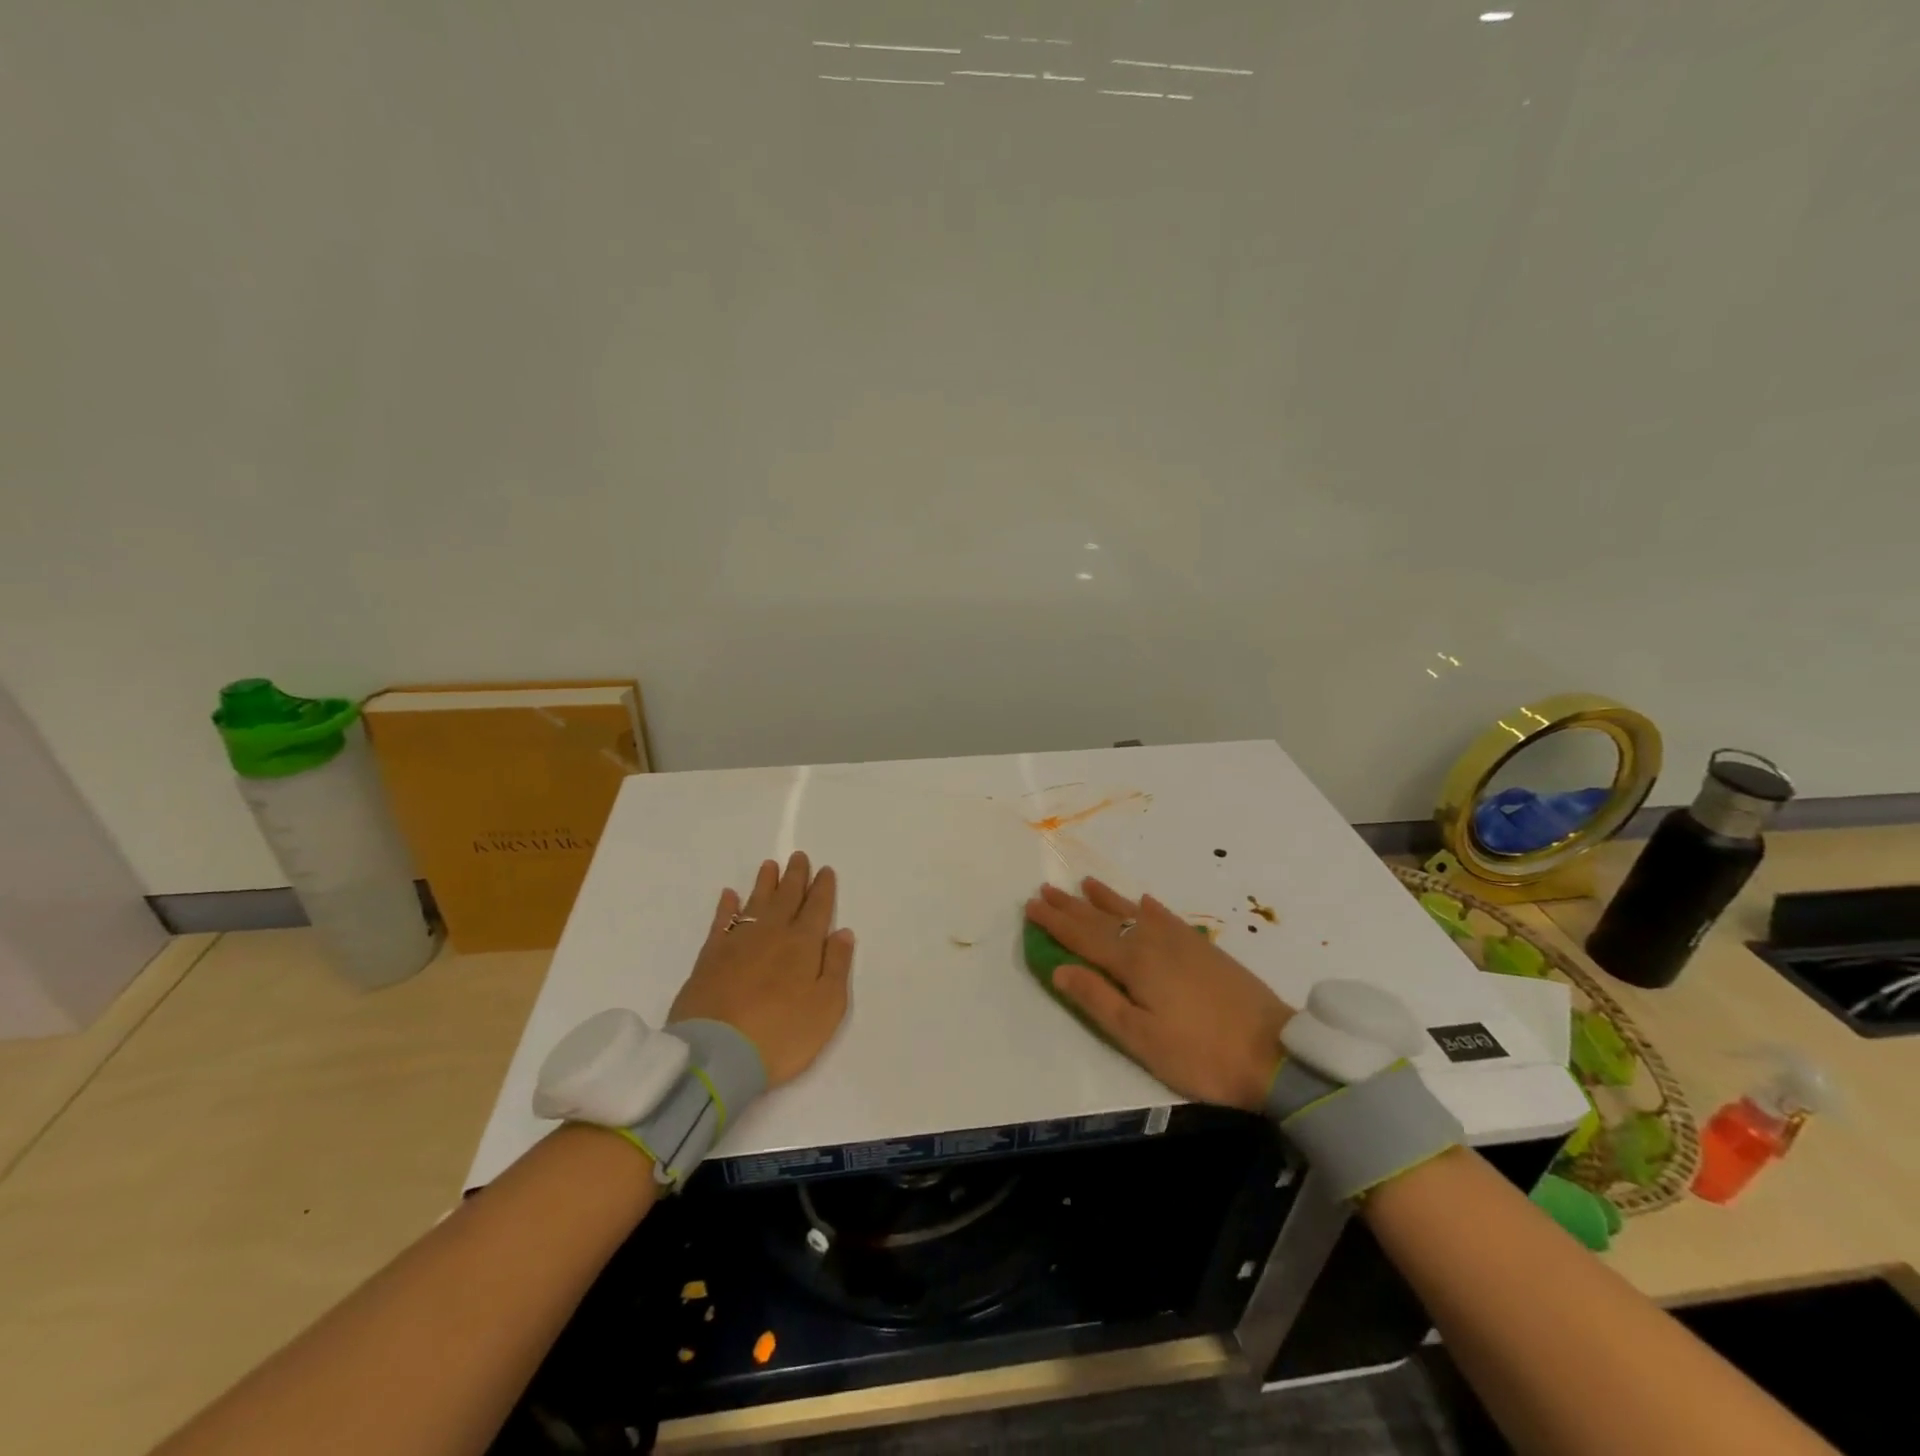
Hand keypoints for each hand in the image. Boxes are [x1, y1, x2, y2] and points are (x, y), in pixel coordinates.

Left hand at [669, 852, 854, 1087]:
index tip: (825, 870)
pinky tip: (729, 896)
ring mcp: (737, 943)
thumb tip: (842, 932)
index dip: (822, 888)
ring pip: (755, 903)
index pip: (817, 908)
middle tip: (799, 856)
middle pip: (786, 898)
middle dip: (796, 877)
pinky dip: (726, 907)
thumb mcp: (827, 1007)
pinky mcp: (709, 957)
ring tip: (770, 866)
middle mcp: (772, 934)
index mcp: (804, 945)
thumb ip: (837, 966)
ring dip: (765, 884)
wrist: (718, 1055)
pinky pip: (721, 922)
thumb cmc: (782, 1034)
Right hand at [1025, 878, 1293, 1110]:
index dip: (1055, 922)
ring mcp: (1181, 942)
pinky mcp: (1204, 948)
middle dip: (1071, 906)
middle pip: (1103, 919)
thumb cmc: (1200, 1053)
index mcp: (1133, 963)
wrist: (1274, 1052)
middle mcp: (1152, 942)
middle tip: (1046, 889)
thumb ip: (1098, 1000)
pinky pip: (1167, 916)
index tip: (1031, 905)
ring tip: (1085, 883)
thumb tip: (1059, 969)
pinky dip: (1149, 907)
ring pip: (1133, 912)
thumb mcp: (1140, 1038)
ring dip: (1105, 899)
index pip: (1083, 937)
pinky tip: (1145, 900)